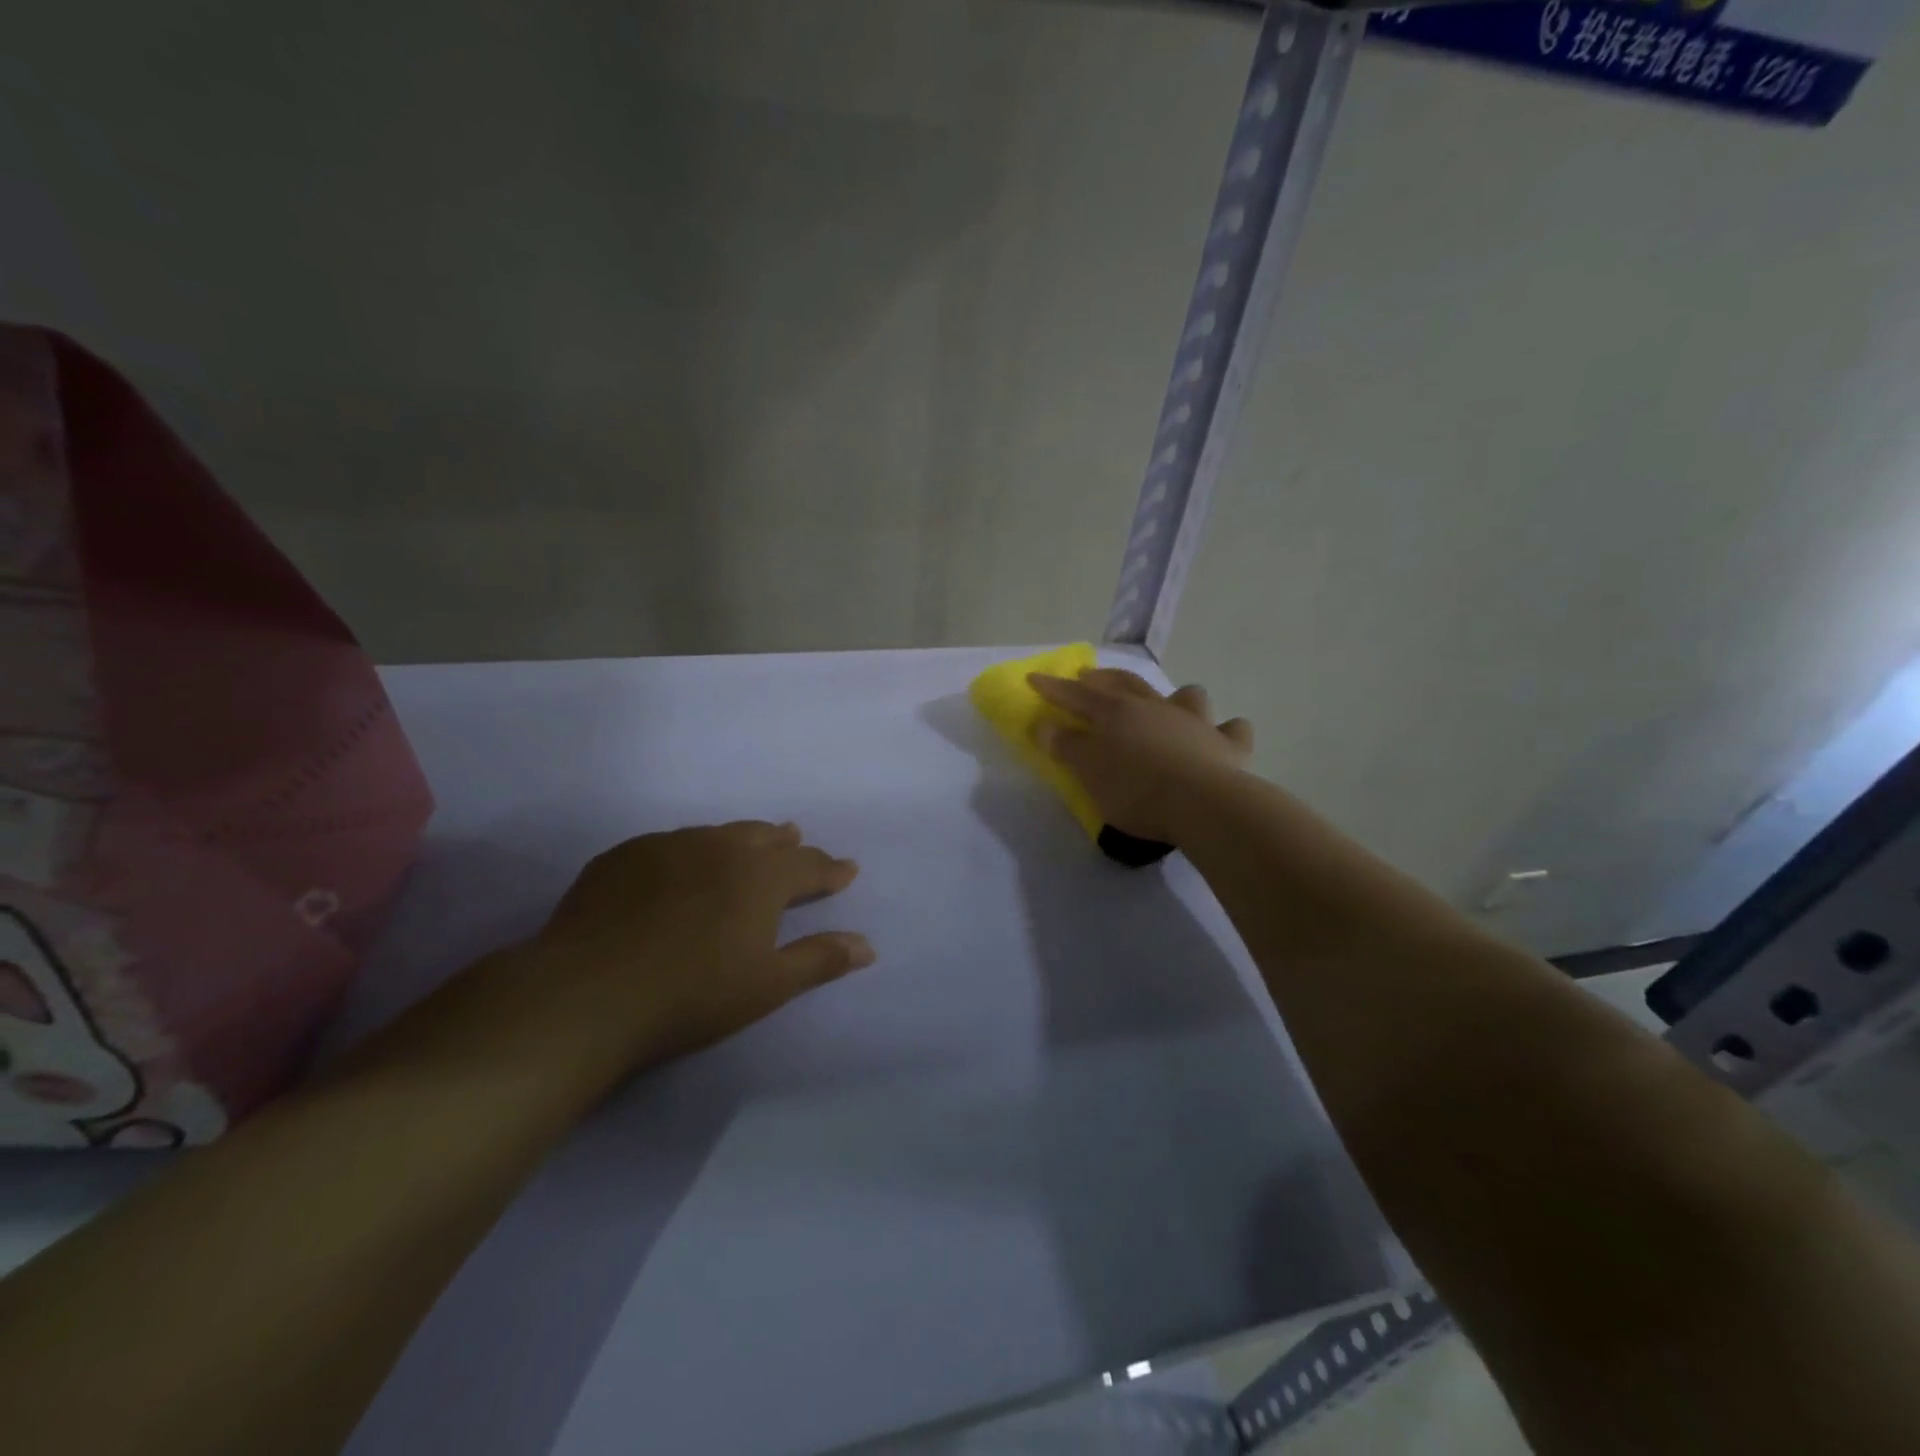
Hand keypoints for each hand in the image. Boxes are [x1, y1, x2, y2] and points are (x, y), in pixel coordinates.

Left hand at [529, 821, 873, 1065]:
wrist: (586, 994)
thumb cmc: (692, 995)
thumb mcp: (767, 985)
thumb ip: (820, 959)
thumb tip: (868, 946)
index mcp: (761, 876)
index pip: (808, 865)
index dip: (830, 869)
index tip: (846, 870)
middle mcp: (720, 848)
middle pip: (764, 837)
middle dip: (786, 843)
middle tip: (796, 841)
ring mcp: (668, 846)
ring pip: (717, 834)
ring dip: (740, 840)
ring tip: (746, 845)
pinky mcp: (623, 857)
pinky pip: (671, 844)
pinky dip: (690, 851)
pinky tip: (680, 867)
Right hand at [1027, 669, 1252, 844]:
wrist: (1202, 804)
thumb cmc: (1135, 789)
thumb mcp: (1088, 771)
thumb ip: (1066, 746)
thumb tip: (1045, 724)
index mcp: (1117, 714)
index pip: (1076, 695)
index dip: (1053, 687)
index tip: (1034, 677)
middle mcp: (1155, 708)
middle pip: (1126, 684)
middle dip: (1104, 679)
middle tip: (1089, 676)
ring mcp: (1195, 723)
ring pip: (1186, 697)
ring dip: (1175, 697)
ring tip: (1168, 704)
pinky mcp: (1227, 746)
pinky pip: (1232, 730)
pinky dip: (1225, 731)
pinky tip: (1222, 736)